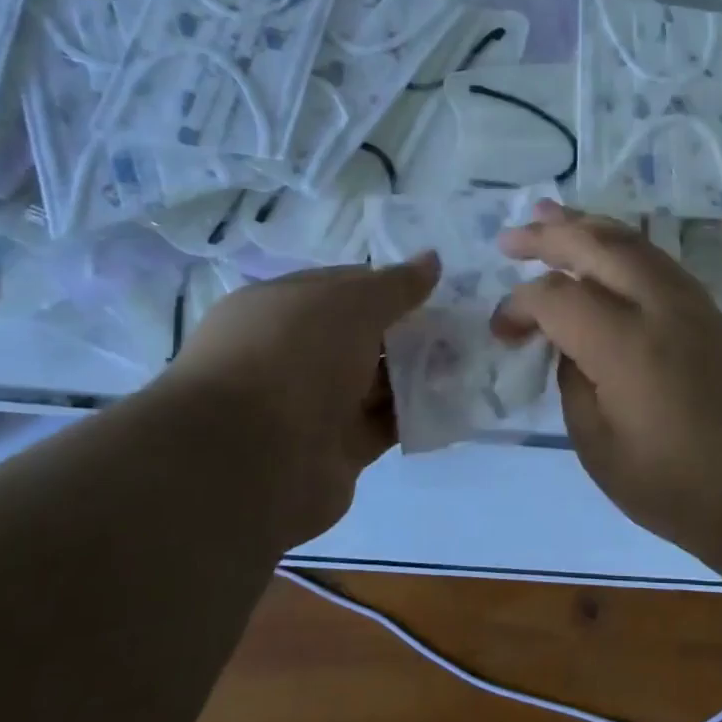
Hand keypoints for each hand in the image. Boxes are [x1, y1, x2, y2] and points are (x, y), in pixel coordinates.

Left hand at [161, 256, 439, 519]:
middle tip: (464, 326)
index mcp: (280, 308)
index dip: (389, 285)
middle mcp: (293, 354)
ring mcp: (312, 405)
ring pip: (377, 381)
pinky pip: (384, 424)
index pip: (343, 286)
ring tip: (471, 361)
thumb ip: (396, 285)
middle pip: (363, 336)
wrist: (250, 461)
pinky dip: (415, 415)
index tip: (437, 290)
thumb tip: (432, 260)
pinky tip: (454, 402)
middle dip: (411, 331)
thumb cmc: (294, 358)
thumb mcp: (350, 303)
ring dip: (419, 373)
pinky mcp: (336, 449)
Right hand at [494, 202, 721, 564]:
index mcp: (625, 345)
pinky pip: (654, 258)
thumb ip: (573, 381)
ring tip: (550, 216)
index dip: (520, 306)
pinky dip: (620, 244)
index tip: (504, 332)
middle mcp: (658, 306)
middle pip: (596, 246)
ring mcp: (689, 301)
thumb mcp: (599, 446)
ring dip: (586, 226)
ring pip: (631, 241)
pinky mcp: (707, 308)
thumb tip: (569, 344)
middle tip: (510, 239)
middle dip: (548, 236)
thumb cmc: (675, 484)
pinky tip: (603, 248)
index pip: (557, 296)